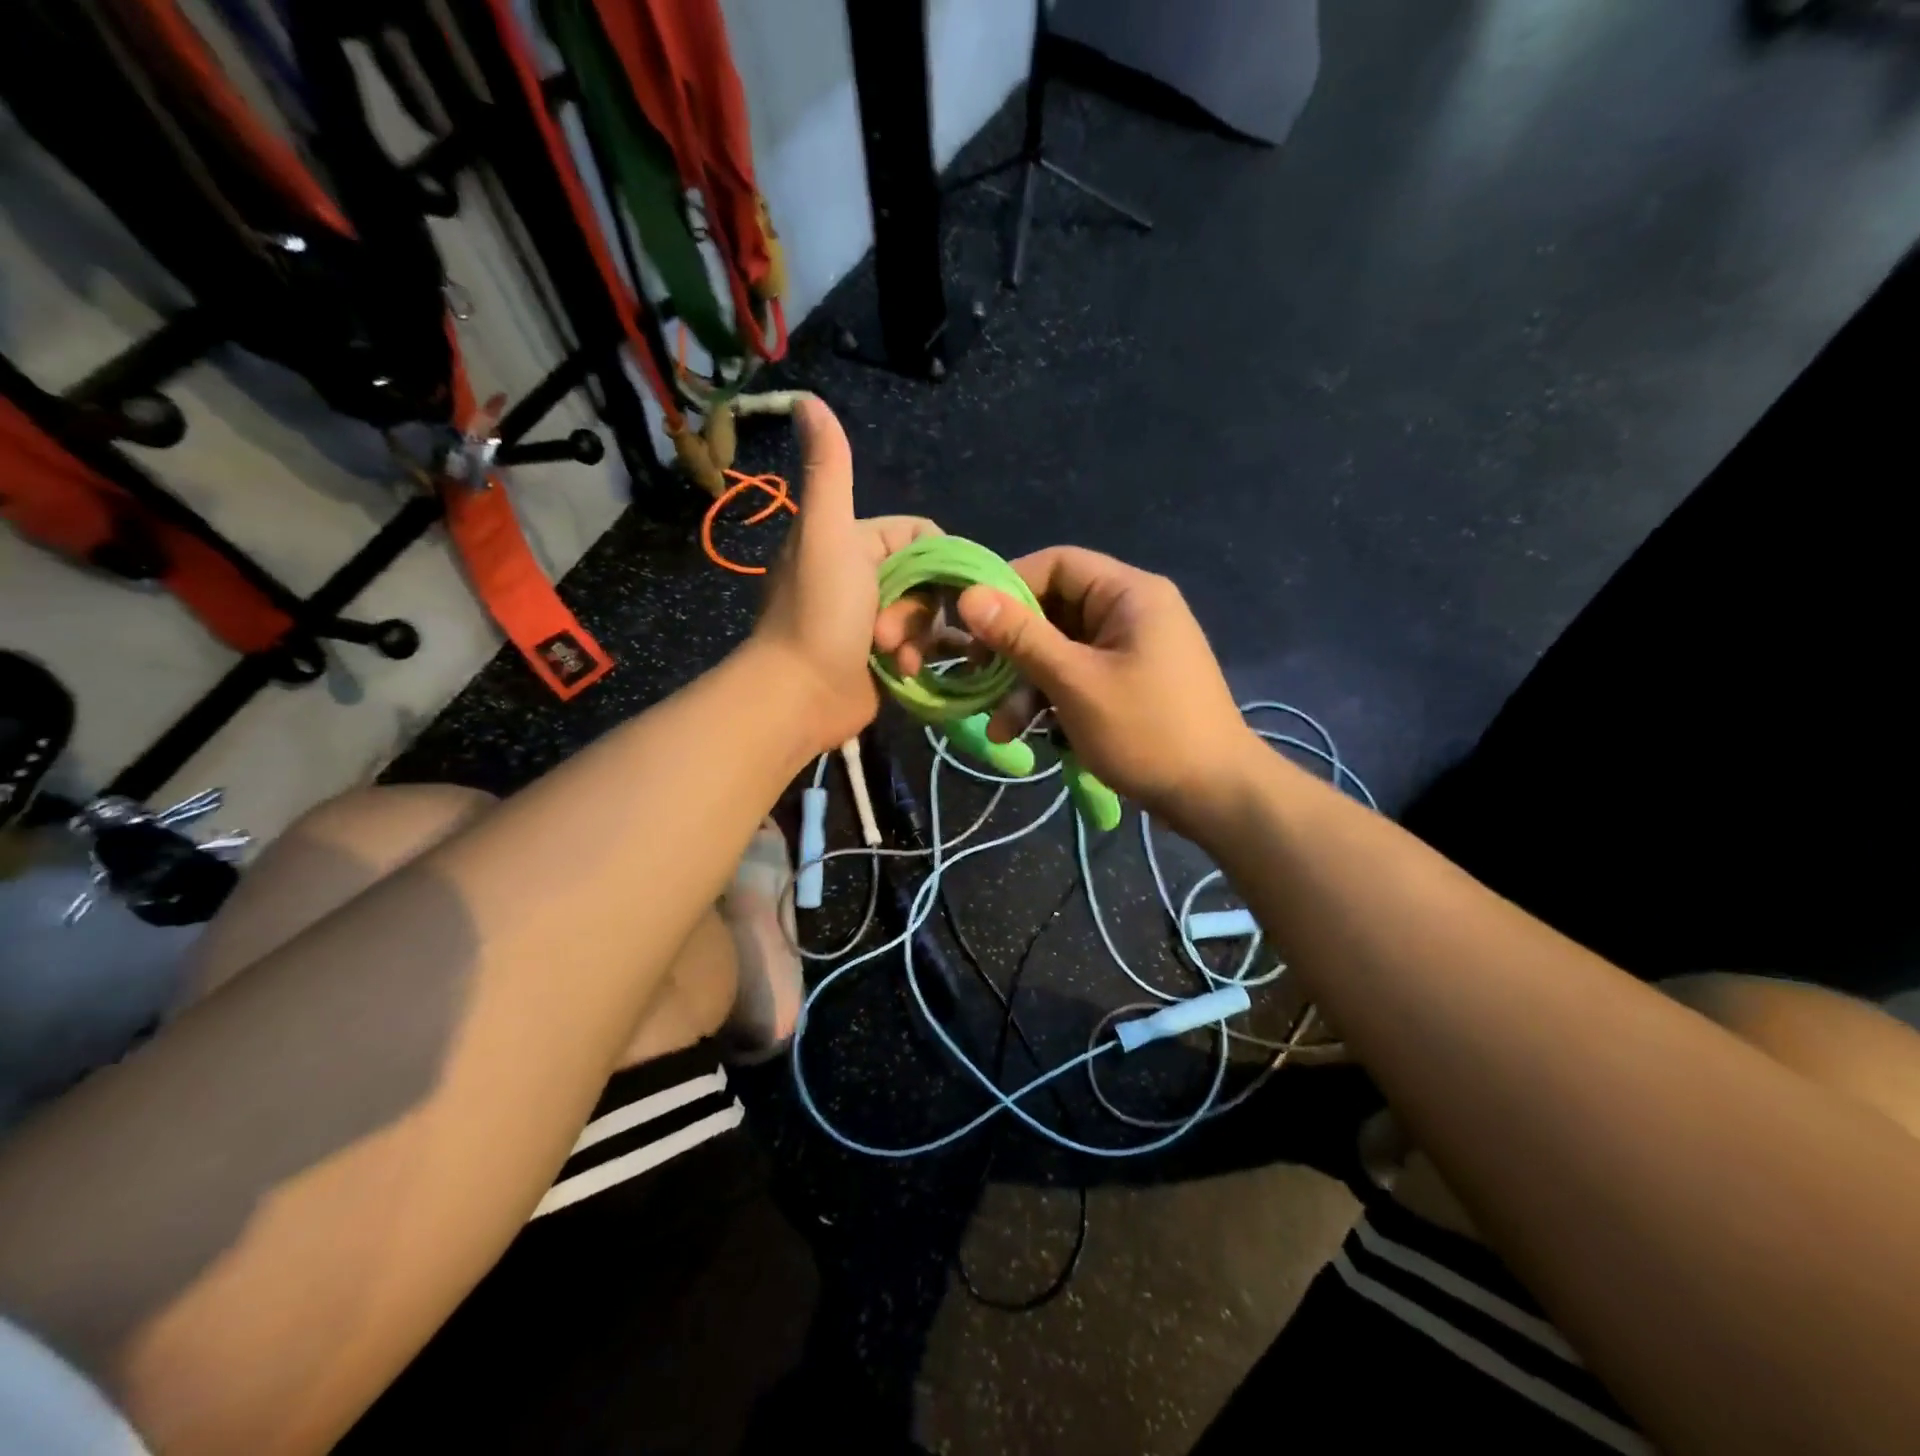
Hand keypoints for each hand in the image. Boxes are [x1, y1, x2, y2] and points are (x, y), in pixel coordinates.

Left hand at [749, 396, 939, 753]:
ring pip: (927, 617)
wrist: (799, 696)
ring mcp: (871, 621)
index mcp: (853, 542)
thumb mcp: (827, 533)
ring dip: (917, 636)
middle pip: (928, 579)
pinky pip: (919, 647)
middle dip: (918, 608)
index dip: (934, 557)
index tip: (932, 583)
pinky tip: (901, 672)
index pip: (919, 535)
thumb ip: (828, 469)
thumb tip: (805, 398)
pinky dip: (914, 658)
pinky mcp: (879, 658)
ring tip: (892, 656)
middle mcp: (862, 577)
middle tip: (888, 630)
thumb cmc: (819, 614)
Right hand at [881, 546, 1255, 825]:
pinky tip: (1024, 735)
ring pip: (1059, 650)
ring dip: (1025, 685)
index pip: (1056, 564)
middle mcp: (1130, 611)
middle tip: (976, 678)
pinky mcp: (1127, 684)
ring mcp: (1130, 650)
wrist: (1215, 796)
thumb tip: (968, 596)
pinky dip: (1049, 700)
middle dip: (1012, 649)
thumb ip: (1021, 637)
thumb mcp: (1075, 682)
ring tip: (1001, 729)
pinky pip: (1076, 676)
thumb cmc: (1147, 731)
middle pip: (1053, 610)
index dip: (1008, 587)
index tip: (970, 624)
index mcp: (1129, 593)